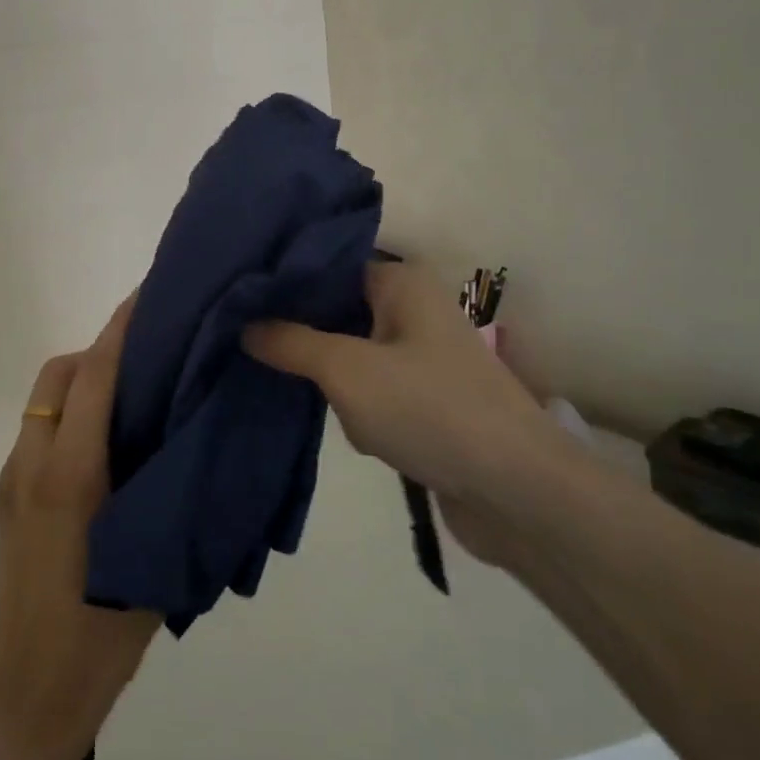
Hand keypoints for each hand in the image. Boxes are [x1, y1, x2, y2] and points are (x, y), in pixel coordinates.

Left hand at [0, 296, 160, 759]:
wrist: (33, 692)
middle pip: (59, 374)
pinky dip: (69, 415)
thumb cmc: (105, 630)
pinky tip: (105, 445)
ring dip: (82, 383)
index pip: (94, 377)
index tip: (147, 295)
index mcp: (70, 475)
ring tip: (131, 401)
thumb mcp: (153, 548)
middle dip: (98, 352)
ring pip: (44, 401)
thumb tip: (186, 427)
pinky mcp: (6, 497)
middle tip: (147, 362)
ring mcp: (11, 480)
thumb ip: (164, 480)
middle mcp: (31, 464)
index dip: (120, 330)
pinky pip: (39, 431)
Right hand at [243, 261, 573, 562]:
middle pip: (338, 313)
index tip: (241, 303)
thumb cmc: (429, 409)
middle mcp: (416, 310)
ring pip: (353, 358)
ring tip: (339, 412)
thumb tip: (245, 324)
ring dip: (339, 388)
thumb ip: (290, 342)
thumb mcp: (346, 370)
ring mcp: (426, 358)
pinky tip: (368, 438)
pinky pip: (378, 393)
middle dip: (310, 344)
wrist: (518, 492)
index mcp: (403, 283)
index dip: (286, 285)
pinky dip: (365, 413)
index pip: (329, 267)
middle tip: (267, 358)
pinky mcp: (431, 401)